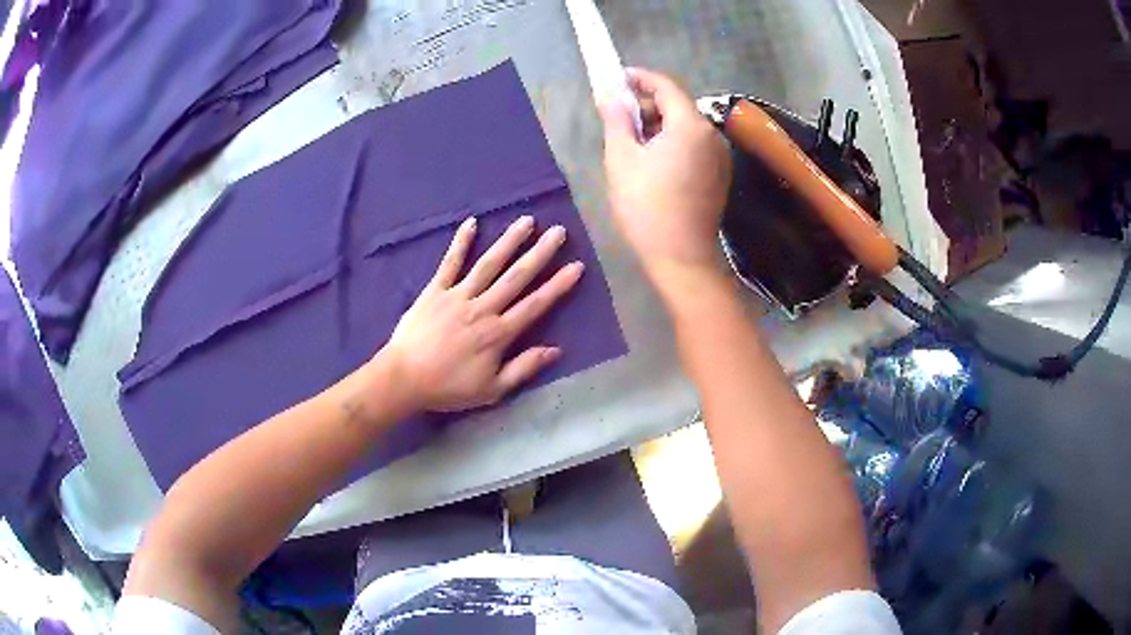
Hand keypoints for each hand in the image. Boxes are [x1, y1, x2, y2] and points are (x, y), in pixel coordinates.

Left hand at [380, 216, 583, 412]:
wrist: (403, 379)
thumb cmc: (448, 387)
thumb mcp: (492, 390)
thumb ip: (523, 368)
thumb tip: (555, 350)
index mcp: (498, 333)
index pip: (535, 305)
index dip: (558, 286)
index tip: (576, 266)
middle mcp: (483, 308)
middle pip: (517, 277)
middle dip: (540, 253)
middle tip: (559, 232)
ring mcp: (458, 296)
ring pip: (489, 264)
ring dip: (509, 241)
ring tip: (527, 221)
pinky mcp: (435, 291)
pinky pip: (450, 263)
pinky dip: (460, 243)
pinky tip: (472, 223)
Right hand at [598, 68, 731, 277]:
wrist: (681, 256)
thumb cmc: (646, 206)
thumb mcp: (622, 158)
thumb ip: (616, 119)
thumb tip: (609, 93)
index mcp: (691, 125)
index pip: (666, 86)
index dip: (640, 78)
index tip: (617, 78)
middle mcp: (712, 135)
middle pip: (678, 106)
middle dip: (648, 106)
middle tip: (618, 117)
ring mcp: (720, 156)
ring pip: (686, 127)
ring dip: (659, 125)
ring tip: (631, 142)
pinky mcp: (719, 174)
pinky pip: (694, 146)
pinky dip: (673, 142)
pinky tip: (653, 161)